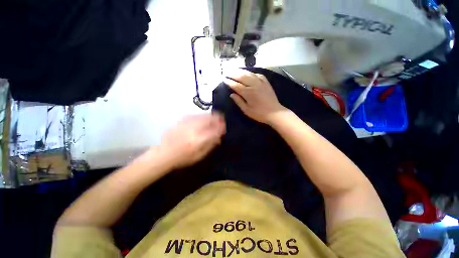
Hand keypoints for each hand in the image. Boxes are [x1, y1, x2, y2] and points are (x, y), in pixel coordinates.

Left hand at [158, 113, 225, 168]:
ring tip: (215, 118)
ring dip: (212, 116)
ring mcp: (188, 122)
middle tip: (222, 120)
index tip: (224, 127)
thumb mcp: (199, 156)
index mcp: (199, 139)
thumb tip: (219, 137)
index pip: (215, 130)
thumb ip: (211, 145)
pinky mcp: (182, 120)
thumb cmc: (182, 158)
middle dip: (218, 118)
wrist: (163, 153)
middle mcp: (194, 128)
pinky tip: (204, 119)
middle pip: (211, 118)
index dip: (222, 127)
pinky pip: (197, 115)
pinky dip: (203, 116)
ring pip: (204, 115)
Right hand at [224, 69, 287, 123]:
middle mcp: (253, 85)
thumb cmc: (259, 113)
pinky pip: (258, 75)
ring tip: (235, 70)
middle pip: (241, 77)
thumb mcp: (247, 110)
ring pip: (249, 74)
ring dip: (241, 71)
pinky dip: (252, 73)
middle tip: (227, 72)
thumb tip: (231, 94)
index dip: (229, 82)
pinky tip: (249, 73)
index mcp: (248, 93)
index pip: (236, 85)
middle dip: (233, 74)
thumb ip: (239, 101)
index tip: (224, 79)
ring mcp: (261, 82)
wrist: (275, 112)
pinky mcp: (266, 82)